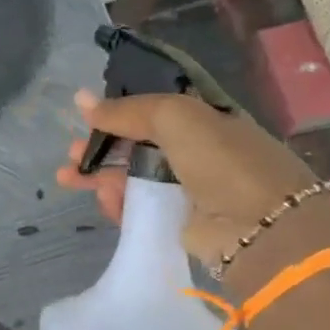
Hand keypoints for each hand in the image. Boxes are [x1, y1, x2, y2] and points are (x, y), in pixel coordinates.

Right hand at [55, 90, 329, 291]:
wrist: (260, 229)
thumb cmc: (222, 161)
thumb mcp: (176, 117)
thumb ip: (127, 110)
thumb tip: (81, 100)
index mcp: (204, 119)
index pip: (153, 110)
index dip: (118, 112)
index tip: (85, 117)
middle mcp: (196, 151)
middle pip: (137, 145)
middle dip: (101, 147)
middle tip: (70, 154)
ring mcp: (187, 189)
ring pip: (134, 178)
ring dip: (100, 176)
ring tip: (69, 178)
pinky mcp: (178, 222)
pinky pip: (139, 208)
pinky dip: (118, 203)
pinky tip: (103, 201)